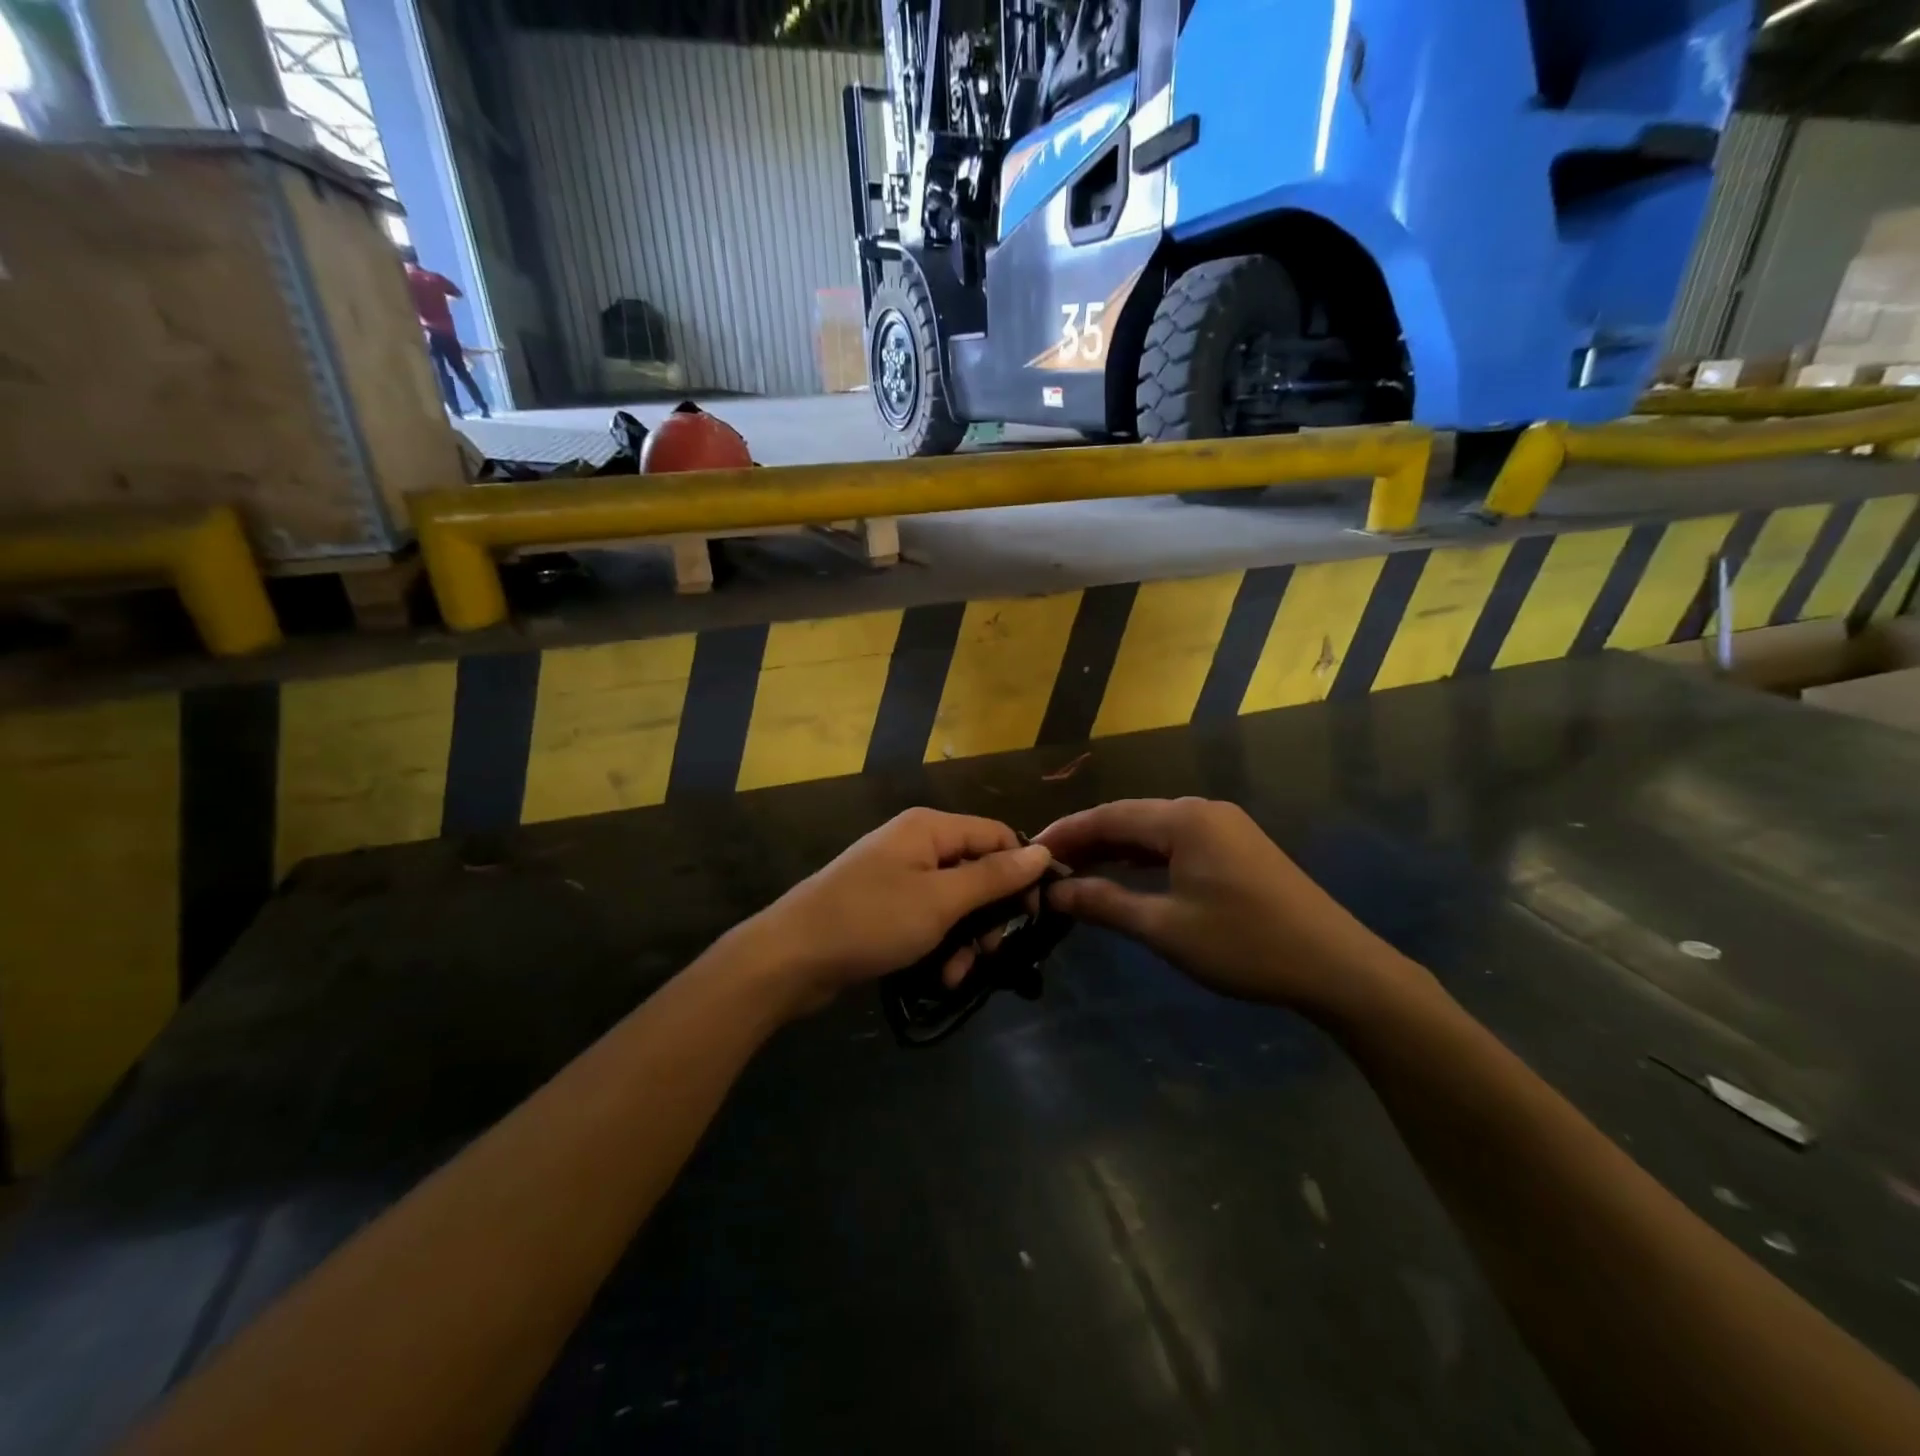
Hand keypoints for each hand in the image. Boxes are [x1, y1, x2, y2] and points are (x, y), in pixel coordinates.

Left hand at [738, 808, 1053, 1015]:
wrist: (790, 957)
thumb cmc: (871, 920)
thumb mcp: (940, 900)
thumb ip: (993, 877)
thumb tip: (1043, 852)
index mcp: (930, 828)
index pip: (997, 836)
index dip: (1021, 871)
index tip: (1035, 914)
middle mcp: (917, 844)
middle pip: (977, 871)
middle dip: (989, 915)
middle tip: (991, 951)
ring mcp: (899, 877)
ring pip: (956, 902)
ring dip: (965, 939)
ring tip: (957, 972)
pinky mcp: (886, 908)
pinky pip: (929, 919)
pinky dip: (940, 945)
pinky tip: (939, 976)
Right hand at [1035, 798, 1415, 1022]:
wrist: (1337, 967)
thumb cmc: (1245, 945)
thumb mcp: (1166, 928)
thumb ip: (1105, 903)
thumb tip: (1054, 893)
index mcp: (1184, 819)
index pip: (1108, 816)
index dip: (1065, 833)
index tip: (1029, 852)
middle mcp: (1203, 811)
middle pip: (1130, 818)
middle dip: (1087, 841)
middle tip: (1046, 867)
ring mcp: (1224, 827)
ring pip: (1153, 831)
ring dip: (1115, 850)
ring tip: (1075, 872)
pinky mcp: (1237, 848)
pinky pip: (1177, 843)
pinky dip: (1145, 858)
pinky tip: (1125, 875)